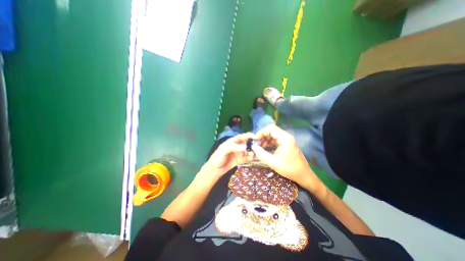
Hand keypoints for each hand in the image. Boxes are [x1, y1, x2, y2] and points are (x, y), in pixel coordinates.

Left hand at [204, 133, 253, 178]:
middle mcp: (237, 146)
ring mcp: (240, 153)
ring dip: (252, 152)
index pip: (242, 137)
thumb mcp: (224, 150)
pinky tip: (251, 159)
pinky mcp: (241, 160)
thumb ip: (233, 147)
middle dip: (252, 144)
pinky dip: (250, 158)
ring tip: (253, 155)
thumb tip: (245, 147)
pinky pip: (247, 158)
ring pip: (248, 150)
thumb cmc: (217, 157)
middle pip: (247, 143)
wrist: (215, 169)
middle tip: (257, 147)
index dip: (248, 136)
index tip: (255, 137)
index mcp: (233, 141)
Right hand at [250, 124, 324, 191]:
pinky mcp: (286, 144)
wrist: (304, 175)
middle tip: (256, 144)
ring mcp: (287, 140)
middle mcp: (286, 136)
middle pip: (271, 130)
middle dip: (262, 136)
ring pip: (273, 135)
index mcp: (285, 138)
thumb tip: (253, 147)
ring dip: (265, 140)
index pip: (270, 128)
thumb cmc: (289, 169)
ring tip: (260, 148)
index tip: (255, 140)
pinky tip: (265, 149)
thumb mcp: (273, 162)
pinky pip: (276, 140)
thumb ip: (261, 154)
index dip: (261, 132)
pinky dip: (269, 143)